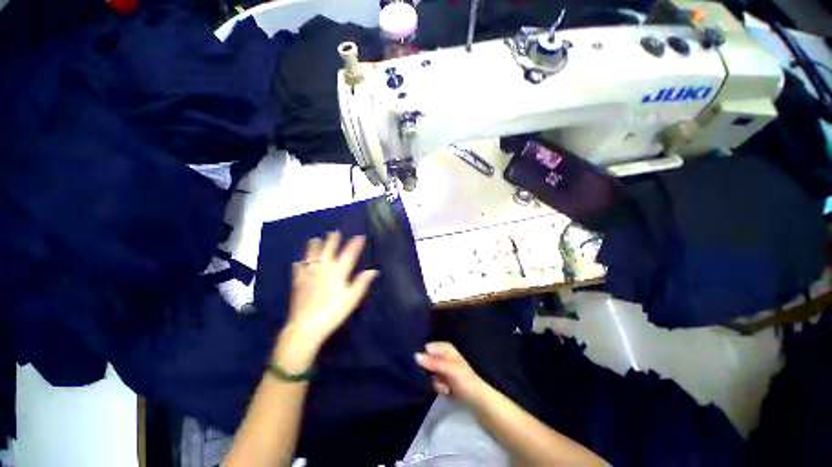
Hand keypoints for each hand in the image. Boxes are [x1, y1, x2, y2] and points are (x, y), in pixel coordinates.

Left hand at [279, 232, 378, 360]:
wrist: (306, 325)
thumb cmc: (333, 311)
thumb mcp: (352, 298)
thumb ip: (362, 282)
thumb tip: (373, 270)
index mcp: (338, 272)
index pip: (349, 254)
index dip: (355, 244)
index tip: (360, 236)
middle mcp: (323, 269)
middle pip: (328, 250)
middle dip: (333, 240)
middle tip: (334, 232)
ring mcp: (309, 274)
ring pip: (312, 255)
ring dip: (314, 246)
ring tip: (315, 239)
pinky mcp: (298, 282)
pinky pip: (298, 269)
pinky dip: (299, 264)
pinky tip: (298, 262)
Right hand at [415, 342, 486, 404]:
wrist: (478, 401)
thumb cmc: (465, 381)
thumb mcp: (449, 370)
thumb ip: (433, 362)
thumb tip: (415, 355)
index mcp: (446, 348)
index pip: (427, 348)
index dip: (424, 357)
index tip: (424, 368)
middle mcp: (443, 355)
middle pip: (427, 360)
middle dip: (430, 372)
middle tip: (438, 379)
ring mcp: (443, 367)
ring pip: (429, 372)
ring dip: (435, 381)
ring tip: (445, 387)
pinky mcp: (444, 379)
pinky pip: (433, 381)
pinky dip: (438, 386)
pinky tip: (446, 391)